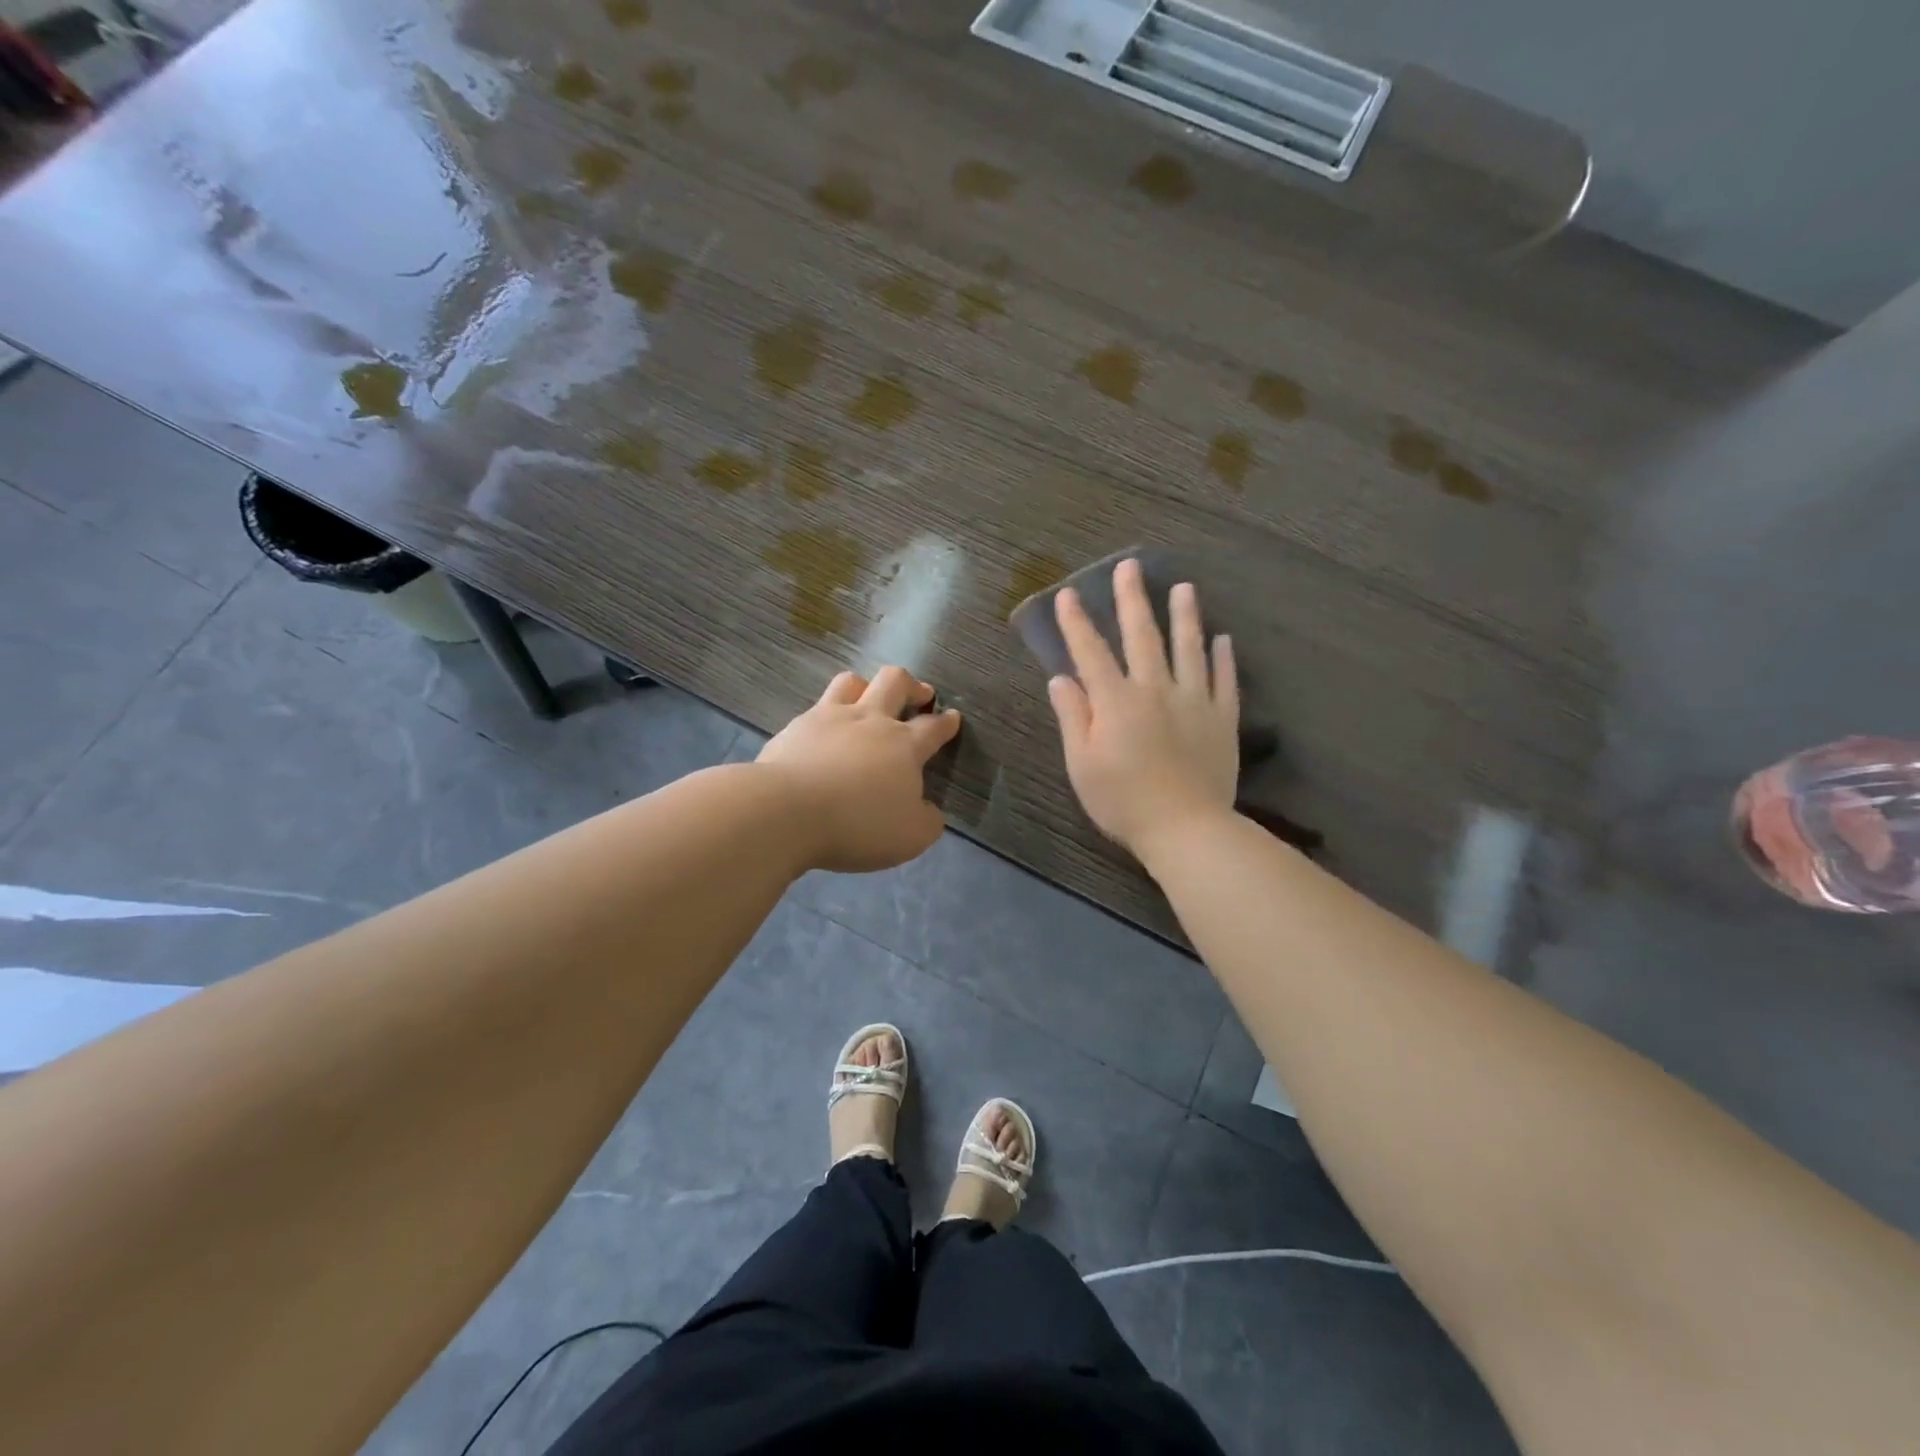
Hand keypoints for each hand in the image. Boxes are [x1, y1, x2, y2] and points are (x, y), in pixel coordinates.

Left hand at [758, 667, 961, 872]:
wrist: (786, 811)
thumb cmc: (858, 824)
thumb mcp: (910, 837)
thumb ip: (926, 821)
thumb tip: (928, 810)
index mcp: (904, 746)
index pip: (933, 727)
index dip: (946, 722)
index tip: (952, 717)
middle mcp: (870, 721)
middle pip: (895, 682)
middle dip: (912, 685)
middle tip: (920, 694)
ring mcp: (829, 718)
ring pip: (852, 682)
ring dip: (866, 686)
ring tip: (868, 699)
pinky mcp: (795, 727)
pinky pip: (816, 708)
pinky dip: (825, 715)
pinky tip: (822, 732)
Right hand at [1047, 558, 1239, 858]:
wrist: (1186, 828)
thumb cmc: (1123, 801)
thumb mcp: (1082, 765)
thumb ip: (1073, 717)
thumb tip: (1061, 678)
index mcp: (1116, 701)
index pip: (1091, 652)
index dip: (1077, 622)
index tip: (1069, 594)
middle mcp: (1156, 689)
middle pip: (1142, 636)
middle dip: (1132, 600)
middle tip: (1130, 567)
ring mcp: (1194, 701)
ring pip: (1189, 648)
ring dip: (1185, 616)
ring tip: (1185, 587)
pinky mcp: (1222, 719)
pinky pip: (1224, 680)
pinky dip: (1223, 658)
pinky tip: (1223, 639)